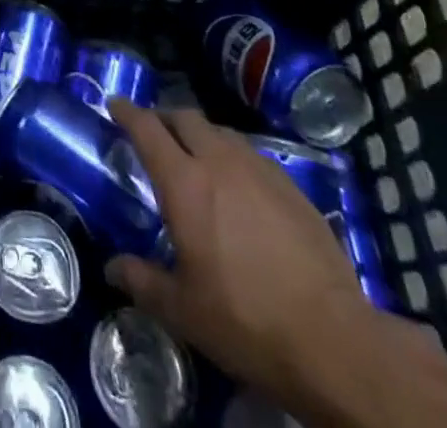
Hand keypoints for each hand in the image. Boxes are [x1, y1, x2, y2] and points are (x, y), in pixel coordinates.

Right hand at [106, 100, 373, 399]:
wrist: (335, 341)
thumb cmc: (246, 321)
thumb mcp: (184, 311)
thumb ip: (143, 282)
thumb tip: (112, 269)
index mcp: (184, 182)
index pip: (147, 128)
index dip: (127, 112)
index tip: (115, 105)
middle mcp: (219, 162)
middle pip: (185, 117)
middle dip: (165, 118)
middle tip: (155, 133)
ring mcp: (260, 170)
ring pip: (221, 132)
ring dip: (201, 135)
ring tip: (197, 158)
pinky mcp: (292, 187)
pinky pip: (252, 155)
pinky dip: (234, 157)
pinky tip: (241, 187)